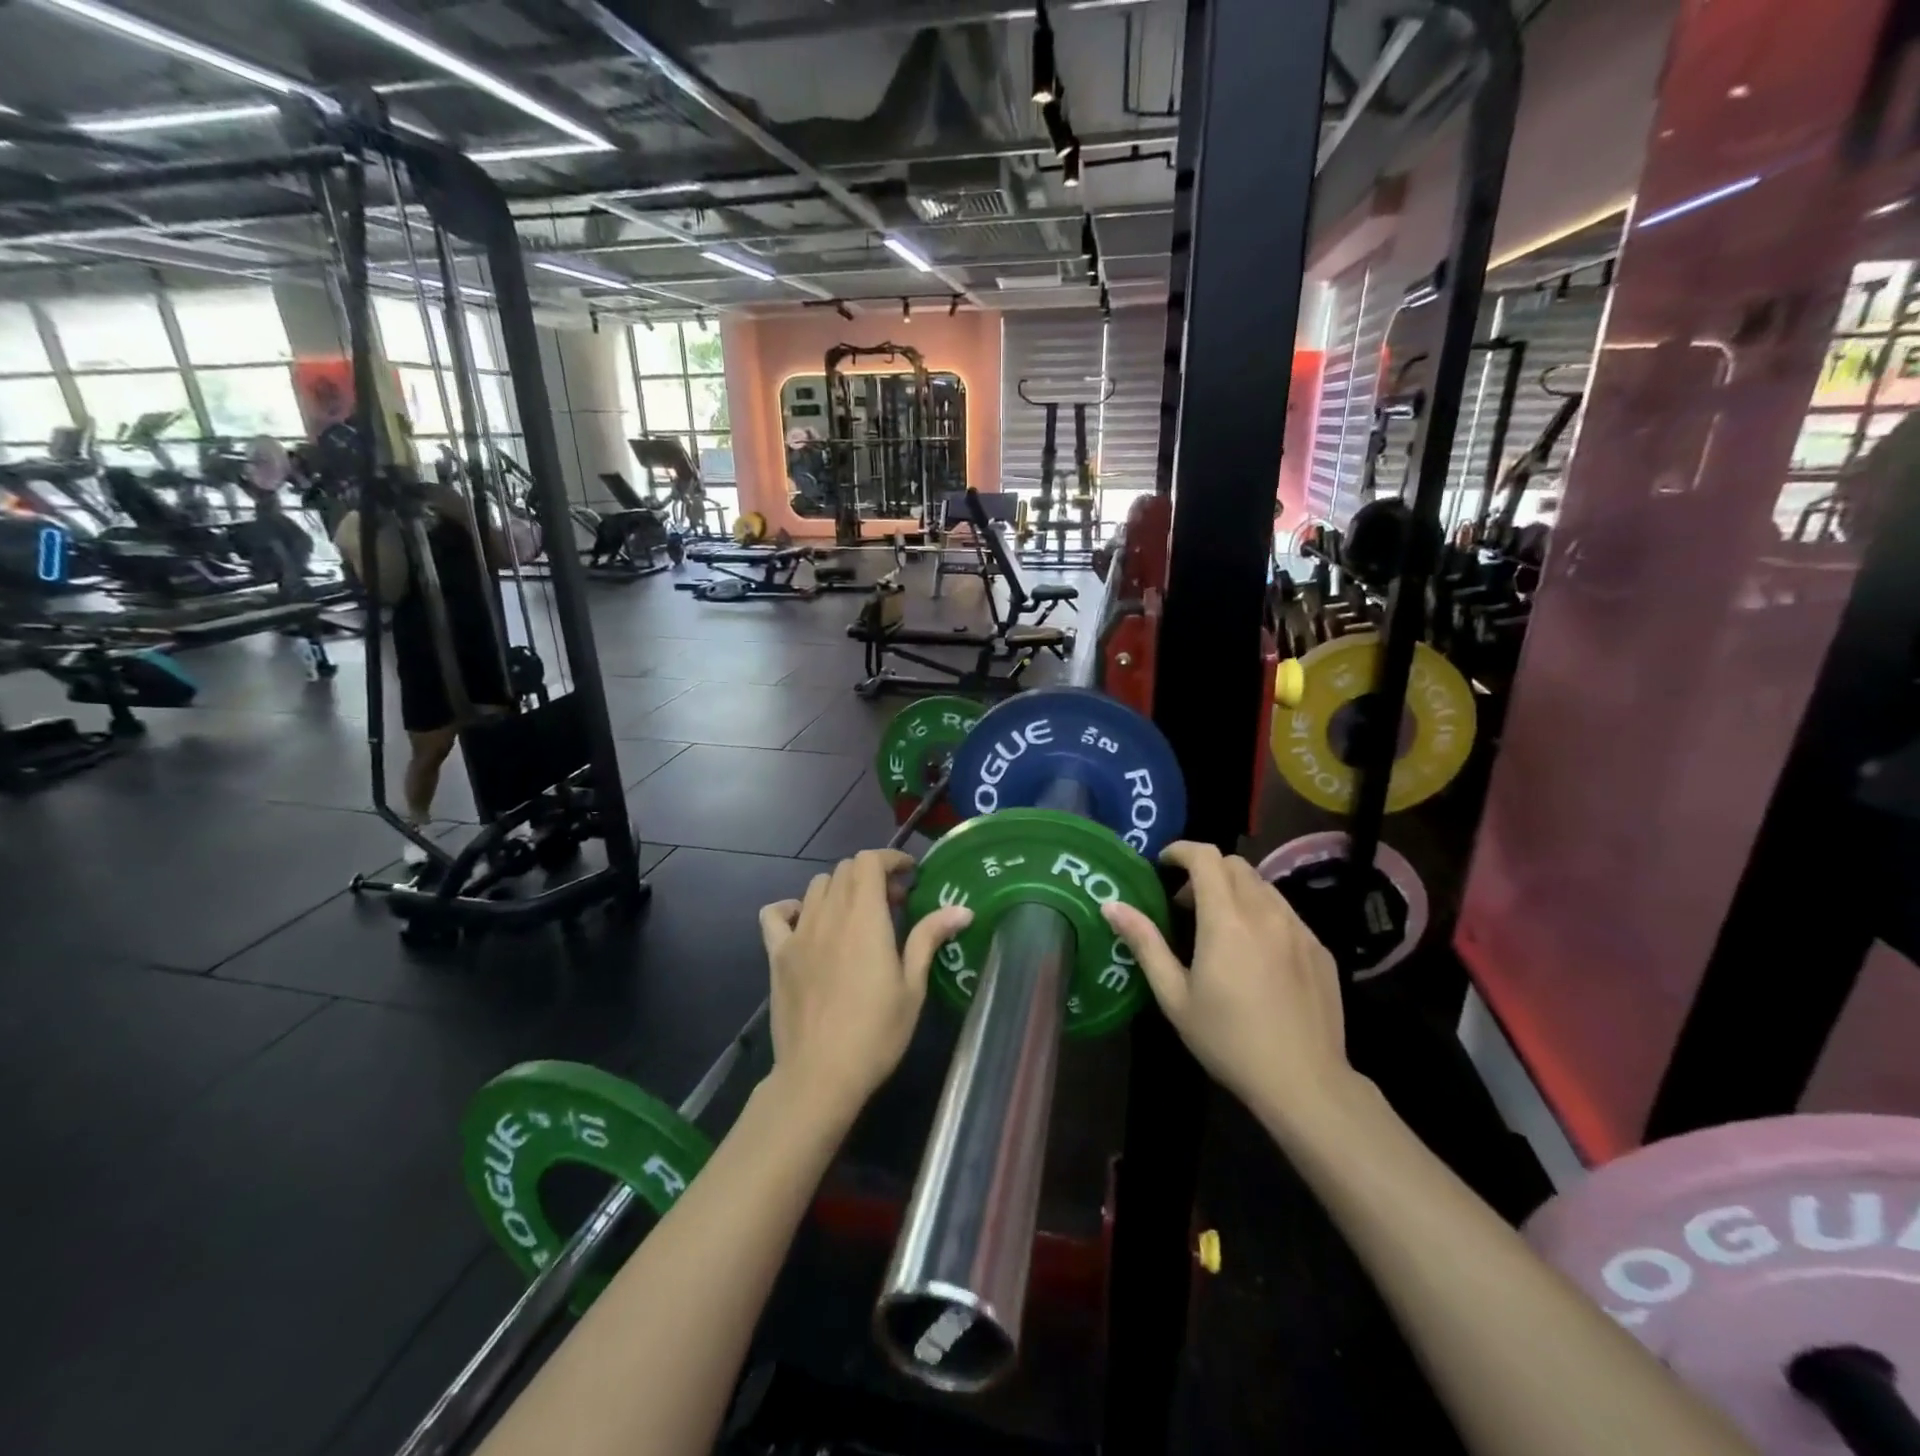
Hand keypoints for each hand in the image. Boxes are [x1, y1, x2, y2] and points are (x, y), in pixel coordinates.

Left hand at [758, 849, 972, 1123]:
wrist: (820, 1075)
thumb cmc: (876, 1032)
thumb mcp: (912, 987)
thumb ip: (929, 939)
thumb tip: (962, 909)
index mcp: (864, 917)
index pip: (869, 861)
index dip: (890, 859)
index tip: (910, 875)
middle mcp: (828, 914)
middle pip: (845, 870)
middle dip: (871, 875)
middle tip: (893, 904)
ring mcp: (798, 933)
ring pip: (816, 886)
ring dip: (840, 889)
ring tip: (857, 916)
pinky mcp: (777, 954)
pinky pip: (775, 914)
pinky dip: (791, 908)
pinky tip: (806, 924)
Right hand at [1102, 841, 1361, 1135]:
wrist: (1305, 1083)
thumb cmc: (1228, 1040)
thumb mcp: (1175, 996)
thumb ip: (1145, 943)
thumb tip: (1111, 905)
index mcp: (1227, 920)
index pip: (1206, 857)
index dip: (1181, 851)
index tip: (1163, 864)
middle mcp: (1266, 913)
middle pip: (1235, 865)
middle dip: (1206, 870)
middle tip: (1185, 903)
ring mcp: (1299, 929)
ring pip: (1263, 886)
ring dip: (1235, 890)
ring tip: (1219, 926)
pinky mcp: (1320, 949)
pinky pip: (1286, 912)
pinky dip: (1262, 913)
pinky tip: (1255, 953)